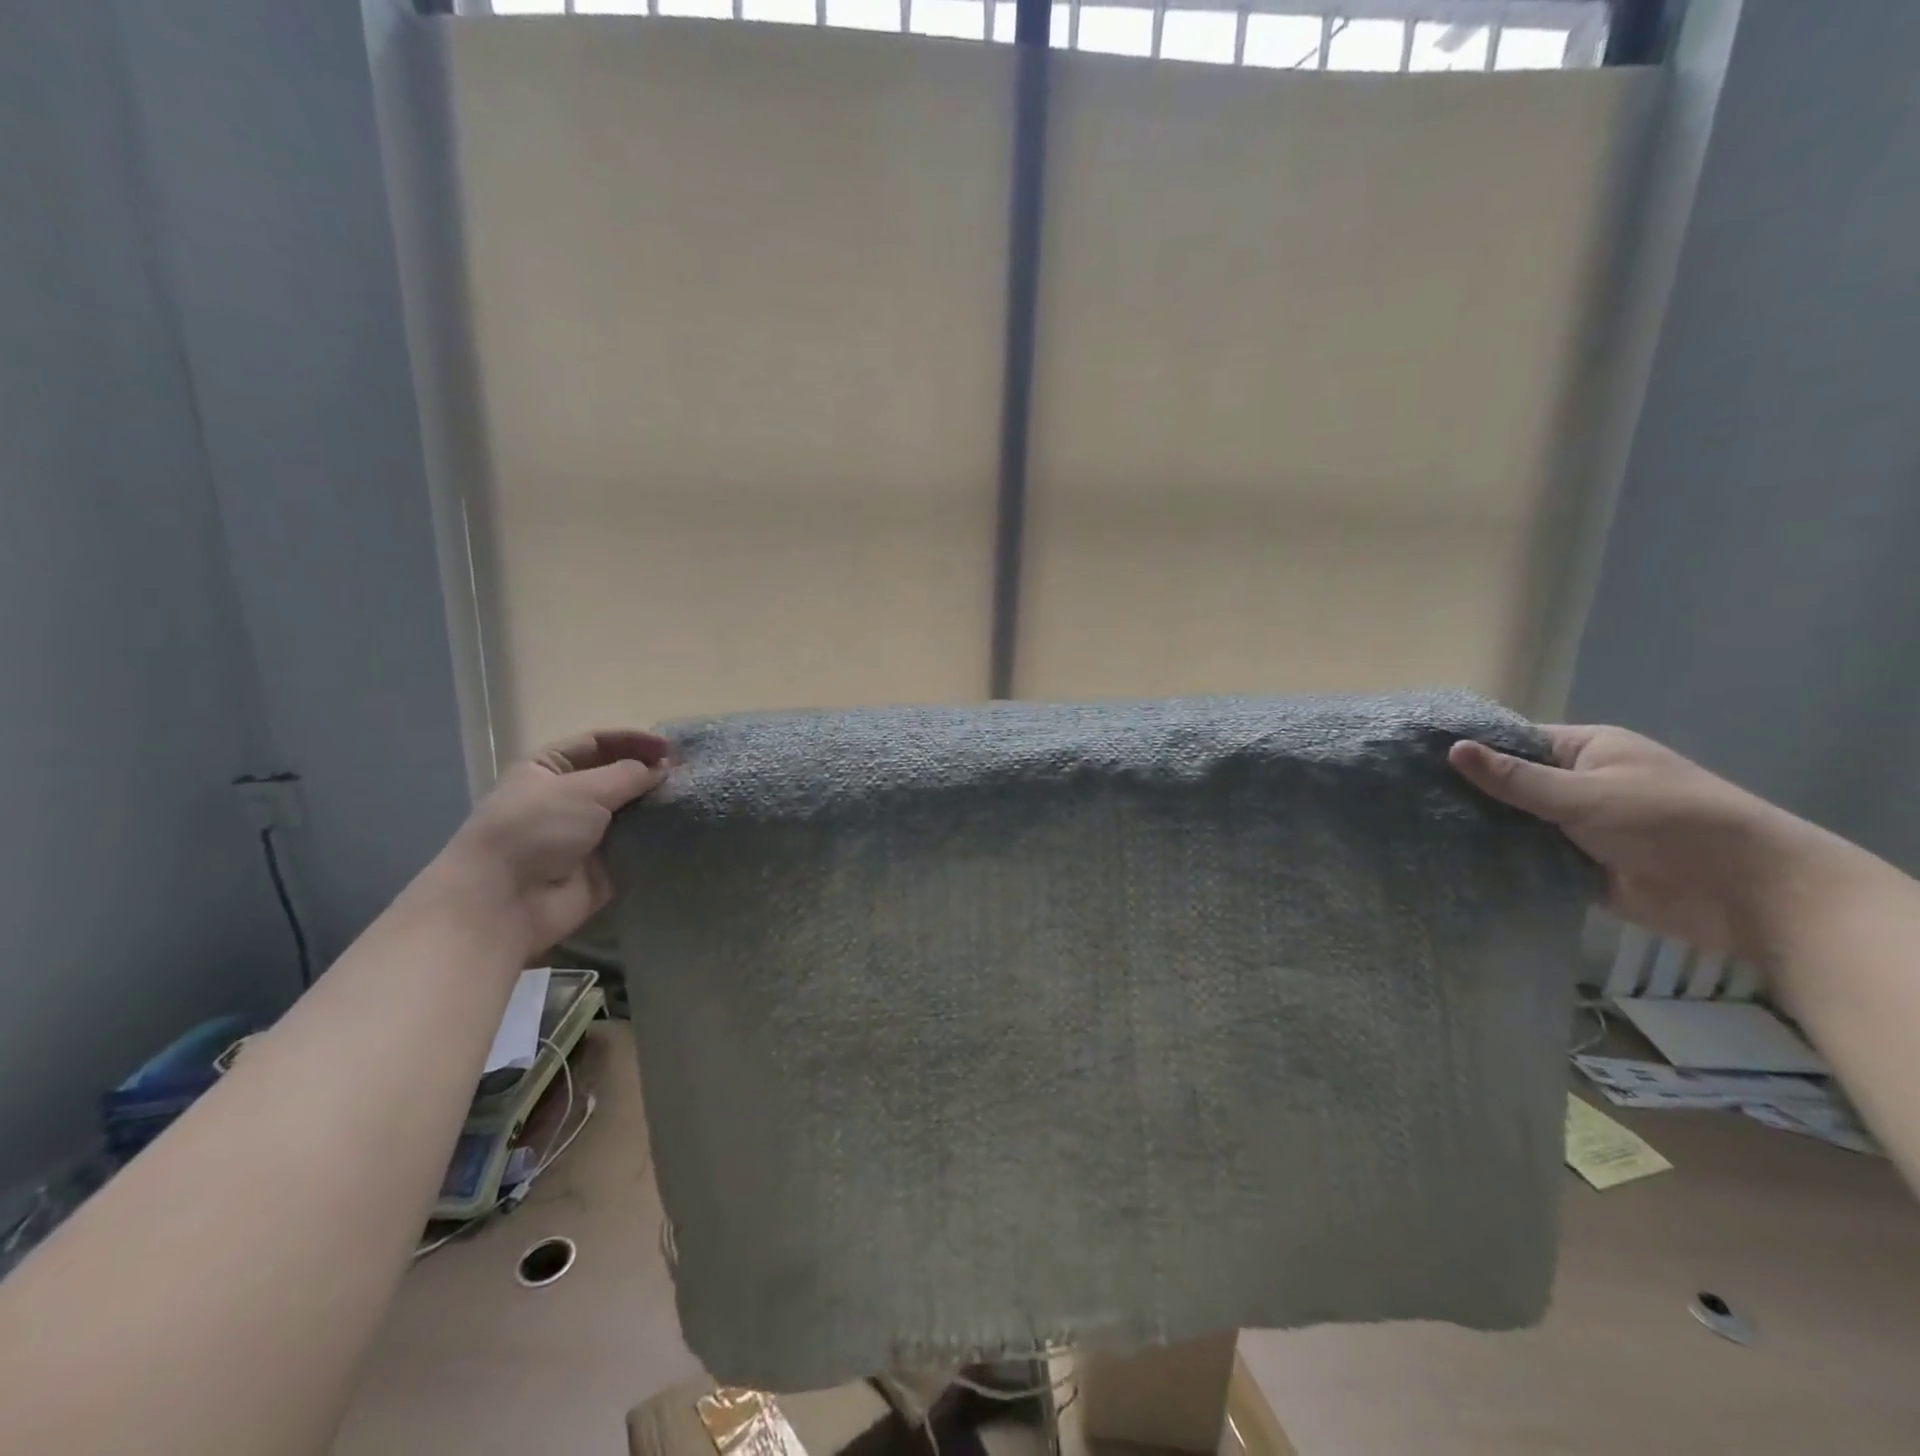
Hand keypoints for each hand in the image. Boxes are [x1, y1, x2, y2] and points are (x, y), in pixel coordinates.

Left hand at [430, 729, 668, 958]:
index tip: (671, 749)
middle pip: (617, 778)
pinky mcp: (603, 867)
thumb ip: (628, 774)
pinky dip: (657, 839)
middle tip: (687, 776)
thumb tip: (662, 768)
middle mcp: (567, 798)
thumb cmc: (535, 830)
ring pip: (631, 812)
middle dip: (650, 775)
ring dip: (656, 806)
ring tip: (691, 800)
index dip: (634, 741)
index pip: (598, 743)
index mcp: (549, 769)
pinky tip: (685, 830)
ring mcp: (585, 835)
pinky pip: (636, 847)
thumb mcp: (582, 789)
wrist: (505, 902)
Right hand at [1448, 725, 1819, 957]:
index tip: (1416, 759)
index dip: (1471, 749)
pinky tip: (1454, 862)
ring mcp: (1578, 827)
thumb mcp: (1585, 794)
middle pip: (1510, 784)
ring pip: (1516, 824)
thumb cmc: (1669, 821)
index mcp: (1586, 751)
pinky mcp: (1578, 866)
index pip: (1514, 741)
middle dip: (1469, 794)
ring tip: (1418, 831)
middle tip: (1407, 800)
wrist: (1747, 893)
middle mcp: (1579, 784)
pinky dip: (1502, 861)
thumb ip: (1516, 778)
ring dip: (1483, 830)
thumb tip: (1452, 749)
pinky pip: (1529, 859)